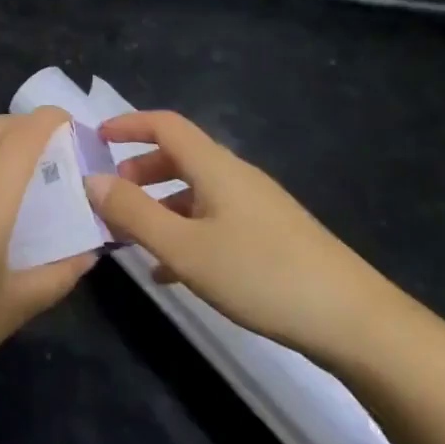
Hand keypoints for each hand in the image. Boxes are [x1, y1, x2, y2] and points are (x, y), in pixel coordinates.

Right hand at [84, 111, 402, 365]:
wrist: (351, 319)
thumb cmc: (260, 274)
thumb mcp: (185, 248)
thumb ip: (134, 213)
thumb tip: (92, 179)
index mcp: (215, 167)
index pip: (166, 125)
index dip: (129, 124)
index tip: (95, 137)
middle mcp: (236, 176)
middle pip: (180, 157)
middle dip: (140, 171)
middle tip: (110, 197)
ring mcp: (257, 206)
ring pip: (196, 192)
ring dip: (160, 205)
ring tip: (132, 238)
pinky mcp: (270, 236)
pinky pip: (214, 220)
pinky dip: (185, 232)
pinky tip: (171, 273)